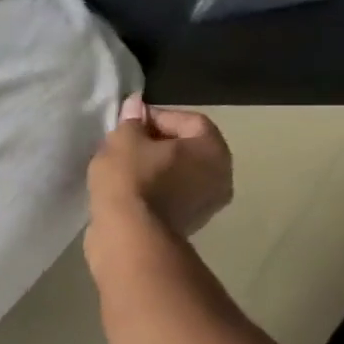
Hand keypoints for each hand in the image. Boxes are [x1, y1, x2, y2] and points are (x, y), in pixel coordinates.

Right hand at [88, 94, 232, 236]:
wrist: (129, 237)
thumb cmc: (132, 179)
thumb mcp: (123, 140)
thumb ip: (131, 120)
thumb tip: (135, 106)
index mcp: (213, 149)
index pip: (188, 120)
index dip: (156, 117)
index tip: (128, 123)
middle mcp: (220, 176)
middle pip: (187, 148)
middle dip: (156, 143)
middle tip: (125, 143)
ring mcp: (207, 205)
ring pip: (179, 174)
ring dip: (155, 168)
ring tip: (123, 167)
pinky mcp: (187, 226)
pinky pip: (171, 196)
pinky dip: (154, 190)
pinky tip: (128, 190)